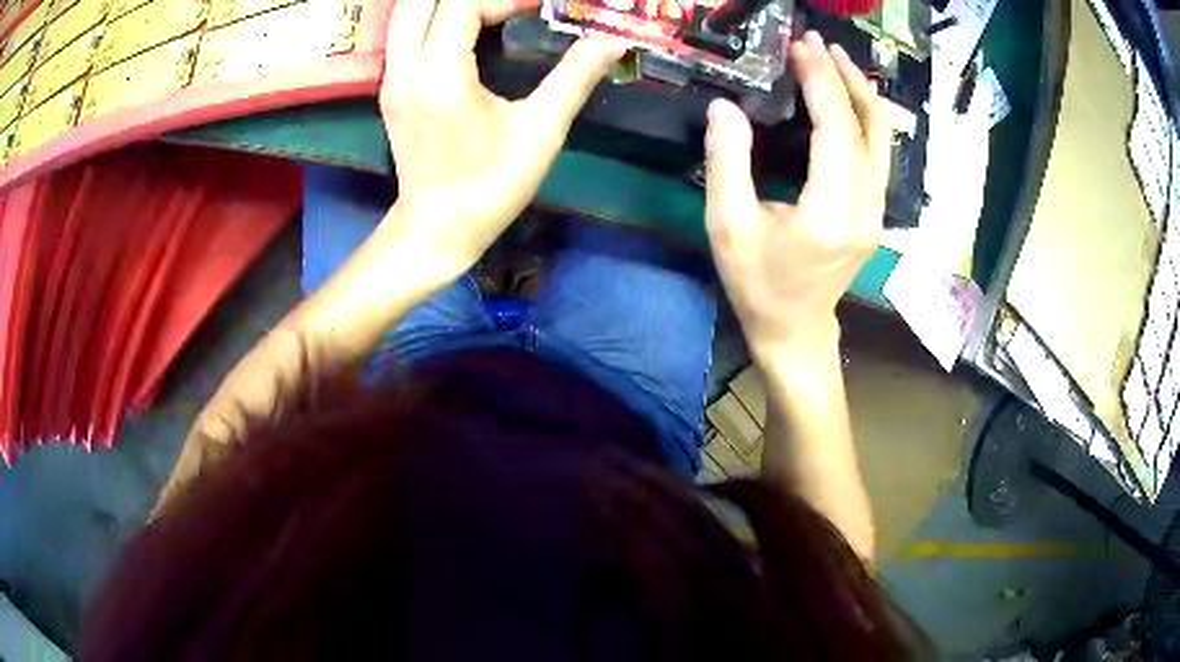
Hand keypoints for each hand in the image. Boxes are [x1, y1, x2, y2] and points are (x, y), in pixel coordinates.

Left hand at [379, 0, 625, 280]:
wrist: (435, 230)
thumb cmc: (489, 188)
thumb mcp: (540, 134)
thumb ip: (574, 79)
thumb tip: (611, 42)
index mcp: (441, 77)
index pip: (461, 5)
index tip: (537, 8)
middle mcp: (406, 69)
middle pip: (422, 0)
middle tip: (511, 5)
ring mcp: (391, 77)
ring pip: (405, 12)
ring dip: (444, 2)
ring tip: (490, 10)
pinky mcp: (390, 87)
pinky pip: (404, 31)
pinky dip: (432, 15)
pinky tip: (465, 26)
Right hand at [705, 32, 889, 356]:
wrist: (796, 330)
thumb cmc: (758, 284)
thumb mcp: (727, 226)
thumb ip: (727, 162)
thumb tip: (725, 107)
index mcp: (829, 212)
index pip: (835, 129)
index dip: (820, 82)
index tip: (801, 47)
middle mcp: (865, 208)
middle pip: (867, 127)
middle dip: (843, 78)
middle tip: (817, 43)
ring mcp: (876, 212)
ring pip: (881, 139)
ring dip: (861, 94)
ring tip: (835, 60)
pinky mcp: (875, 213)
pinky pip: (877, 155)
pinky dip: (865, 119)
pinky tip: (847, 99)